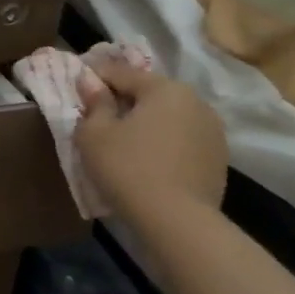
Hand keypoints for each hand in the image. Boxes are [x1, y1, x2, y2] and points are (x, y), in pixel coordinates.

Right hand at [74, 62, 227, 223]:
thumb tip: (90, 82)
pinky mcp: (218, 158)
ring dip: (145, 121)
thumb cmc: (127, 168)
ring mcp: (212, 131)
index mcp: (165, 89)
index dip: (95, 77)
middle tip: (97, 115)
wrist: (177, 221)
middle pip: (149, 92)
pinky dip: (162, 142)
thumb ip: (94, 102)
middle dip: (123, 99)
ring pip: (168, 116)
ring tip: (122, 140)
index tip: (76, 86)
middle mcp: (195, 102)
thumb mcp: (94, 133)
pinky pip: (181, 139)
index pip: (122, 72)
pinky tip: (146, 160)